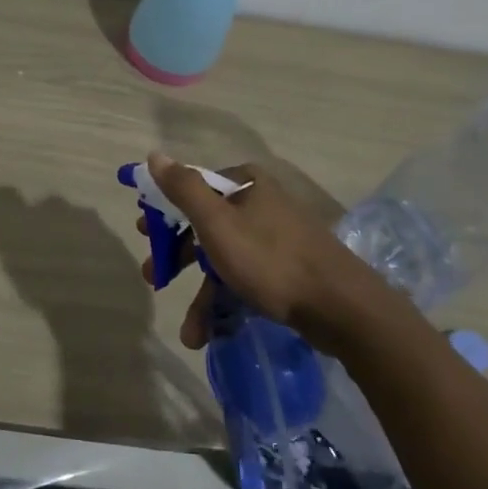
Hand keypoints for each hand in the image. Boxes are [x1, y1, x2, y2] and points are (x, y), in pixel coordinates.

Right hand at [140, 152, 399, 348]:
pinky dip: (226, 302)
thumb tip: (154, 155)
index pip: (193, 188)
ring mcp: (276, 236)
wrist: (342, 307)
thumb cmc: (270, 259)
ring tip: (189, 332)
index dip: (165, 211)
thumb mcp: (217, 223)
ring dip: (202, 295)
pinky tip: (212, 333)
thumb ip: (183, 189)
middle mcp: (260, 203)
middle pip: (205, 225)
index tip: (145, 234)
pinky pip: (245, 278)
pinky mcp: (287, 268)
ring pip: (224, 258)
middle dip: (177, 257)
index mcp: (245, 183)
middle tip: (154, 277)